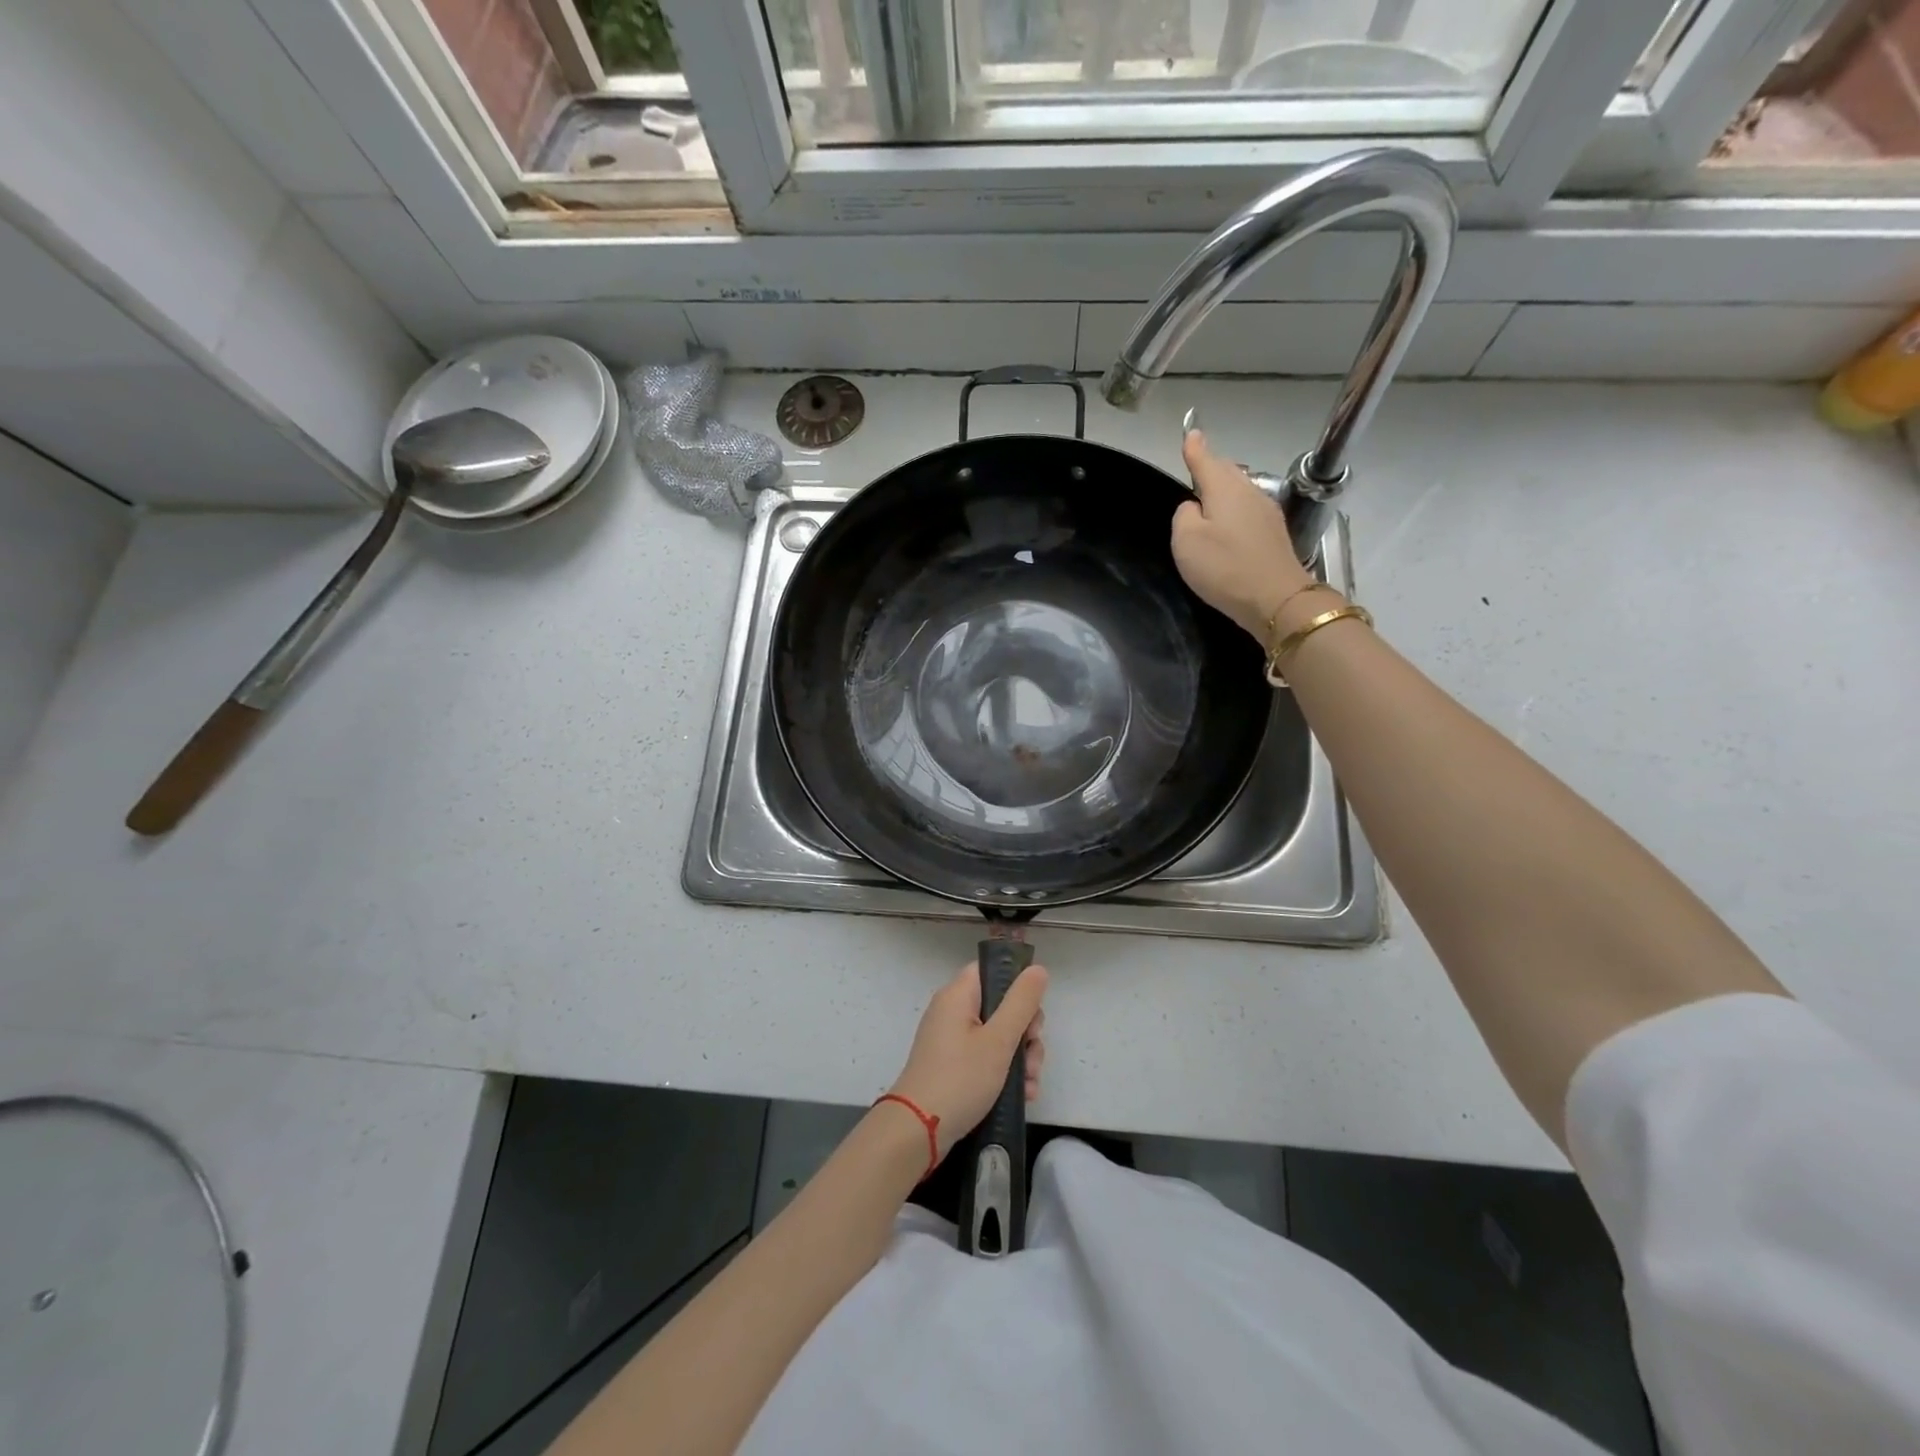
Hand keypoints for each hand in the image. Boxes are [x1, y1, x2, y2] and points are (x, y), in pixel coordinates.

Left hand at [888, 962, 1047, 1158]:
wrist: (918, 1131)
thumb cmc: (961, 1078)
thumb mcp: (999, 1040)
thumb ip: (1021, 1002)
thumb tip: (1037, 969)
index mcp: (958, 995)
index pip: (992, 970)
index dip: (1017, 986)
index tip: (1033, 1013)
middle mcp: (953, 1012)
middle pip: (1001, 1006)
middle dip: (1026, 1032)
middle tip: (1033, 1055)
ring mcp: (952, 1040)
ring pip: (998, 1036)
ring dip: (1021, 1058)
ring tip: (1031, 1085)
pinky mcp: (954, 1066)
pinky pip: (986, 1058)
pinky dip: (1005, 1072)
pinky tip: (1023, 1095)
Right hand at [1173, 429, 1313, 640]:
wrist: (1275, 599)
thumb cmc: (1224, 567)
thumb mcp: (1187, 542)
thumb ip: (1184, 516)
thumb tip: (1193, 507)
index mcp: (1225, 489)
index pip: (1206, 461)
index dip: (1195, 448)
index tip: (1191, 432)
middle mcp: (1249, 493)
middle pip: (1227, 472)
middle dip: (1211, 465)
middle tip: (1197, 462)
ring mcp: (1266, 512)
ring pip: (1240, 490)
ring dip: (1224, 488)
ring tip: (1209, 493)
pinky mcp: (1274, 534)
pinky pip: (1248, 510)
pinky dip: (1235, 508)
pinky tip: (1229, 521)